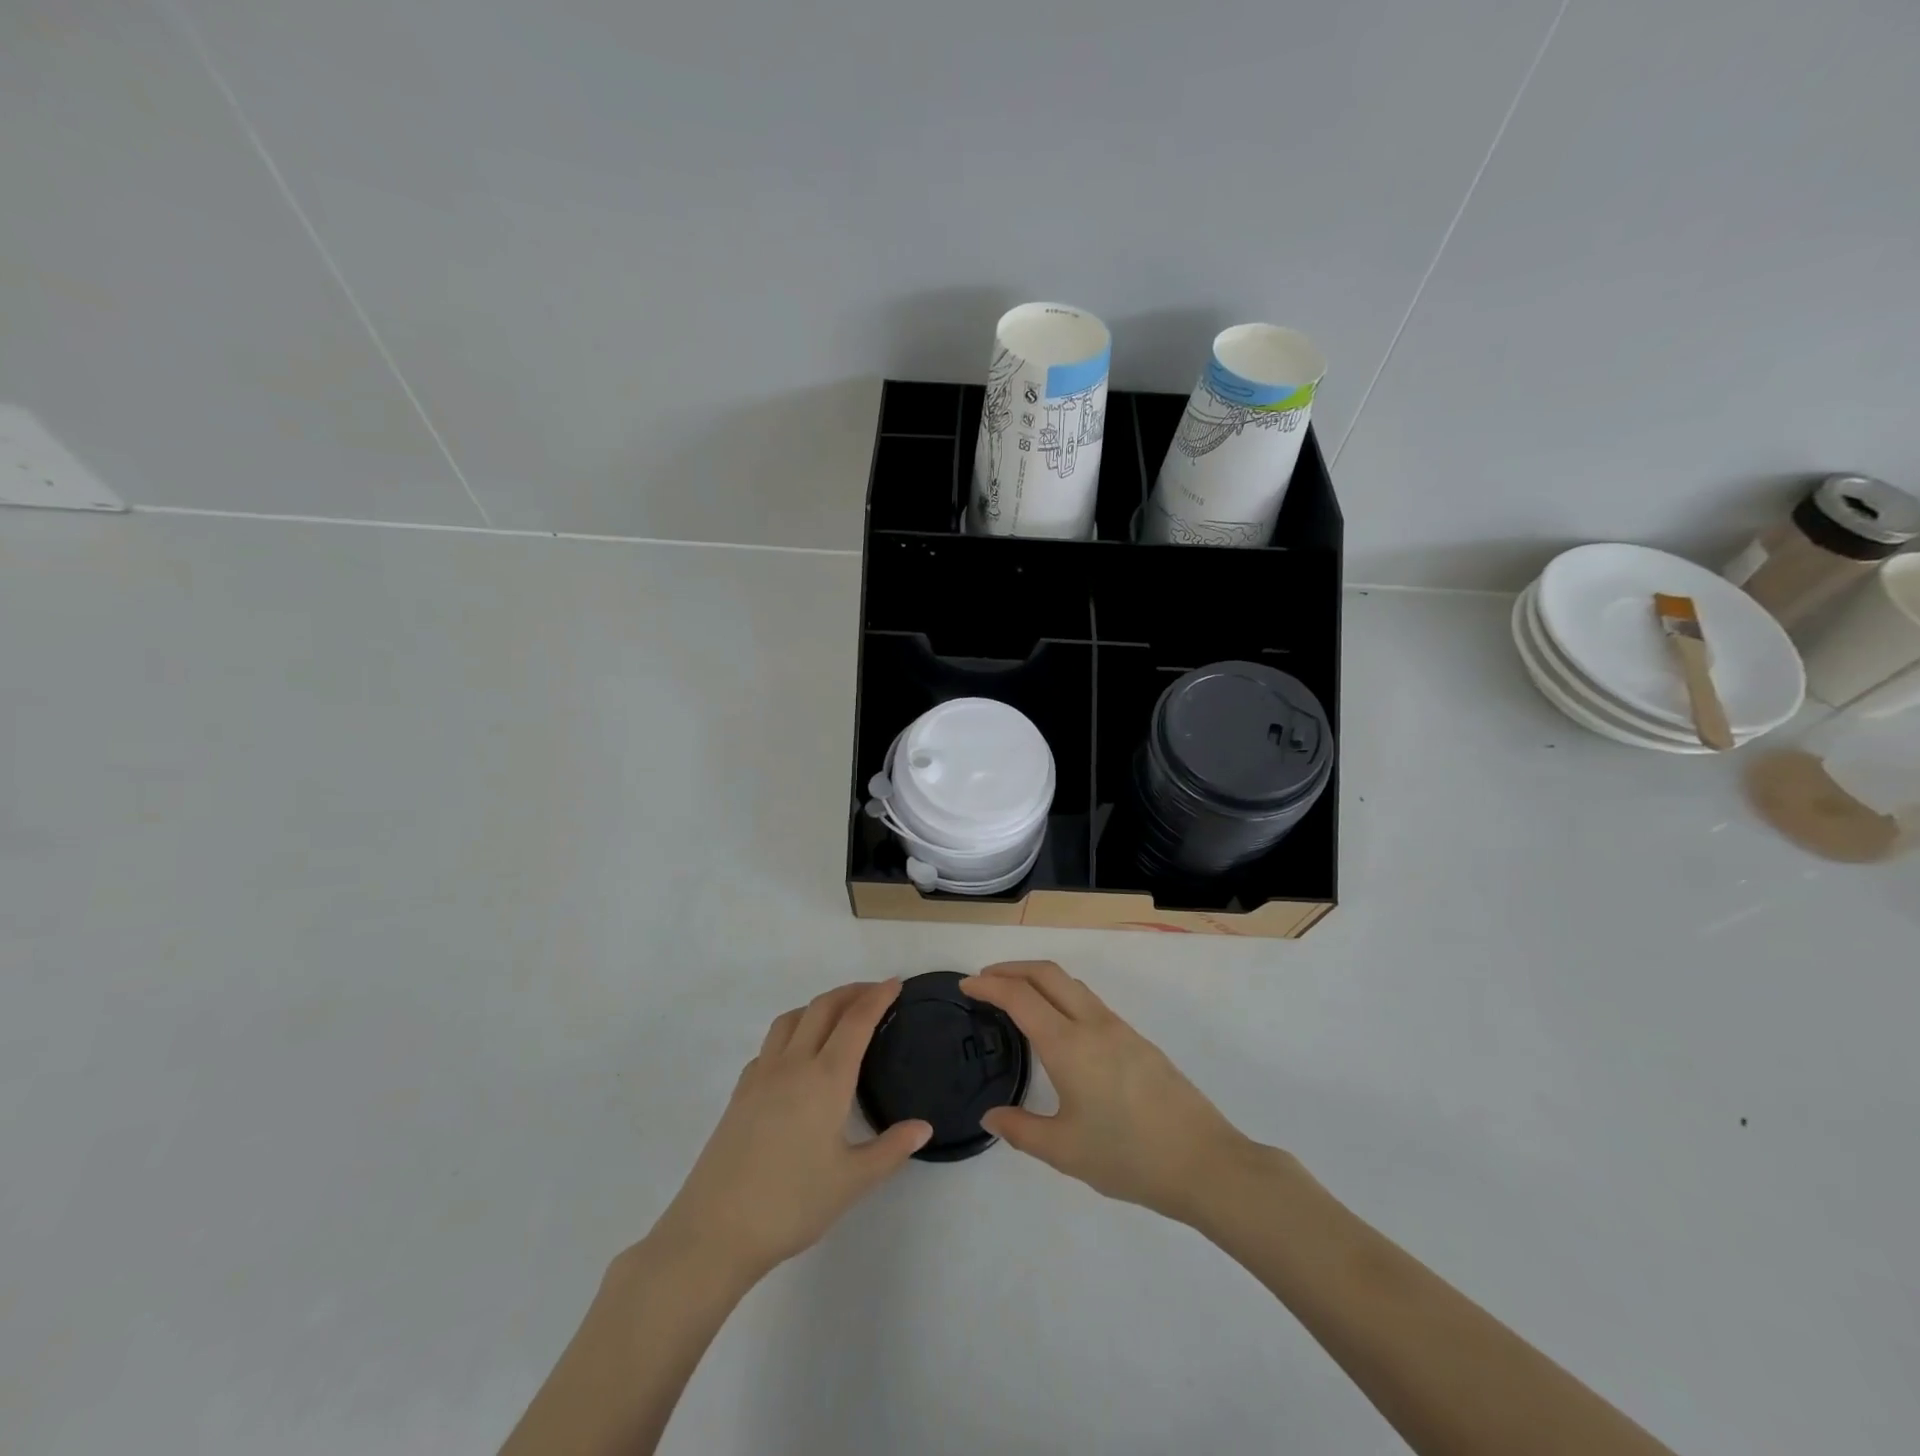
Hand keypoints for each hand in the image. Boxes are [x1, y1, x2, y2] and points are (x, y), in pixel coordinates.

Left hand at [648, 980, 930, 1282]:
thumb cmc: (791, 1204)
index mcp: (826, 1078)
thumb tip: (924, 1127)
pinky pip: (770, 1044)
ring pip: (791, 1018)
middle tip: (874, 992)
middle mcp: (793, 1064)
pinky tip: (797, 1057)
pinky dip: (791, 1032)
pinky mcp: (740, 1092)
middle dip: (851, 992)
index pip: (856, 1021)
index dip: (877, 997)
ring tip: (837, 1015)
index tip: (895, 983)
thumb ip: (891, 1149)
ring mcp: (761, 1075)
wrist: (715, 1231)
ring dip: (818, 1005)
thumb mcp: (852, 1182)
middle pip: (823, 1008)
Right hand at [961, 961, 1258, 1223]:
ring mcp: (1118, 1028)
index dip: (989, 985)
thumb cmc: (1128, 1157)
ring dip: (1038, 979)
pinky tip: (1057, 1025)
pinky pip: (1089, 1001)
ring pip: (1071, 984)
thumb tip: (990, 1115)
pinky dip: (1061, 995)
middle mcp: (1092, 1024)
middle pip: (1047, 973)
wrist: (1203, 1161)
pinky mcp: (1137, 1040)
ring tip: (1016, 997)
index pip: (1020, 997)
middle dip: (1012, 968)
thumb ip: (1021, 1130)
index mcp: (1068, 1045)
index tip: (965, 986)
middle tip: (985, 980)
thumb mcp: (1064, 1151)